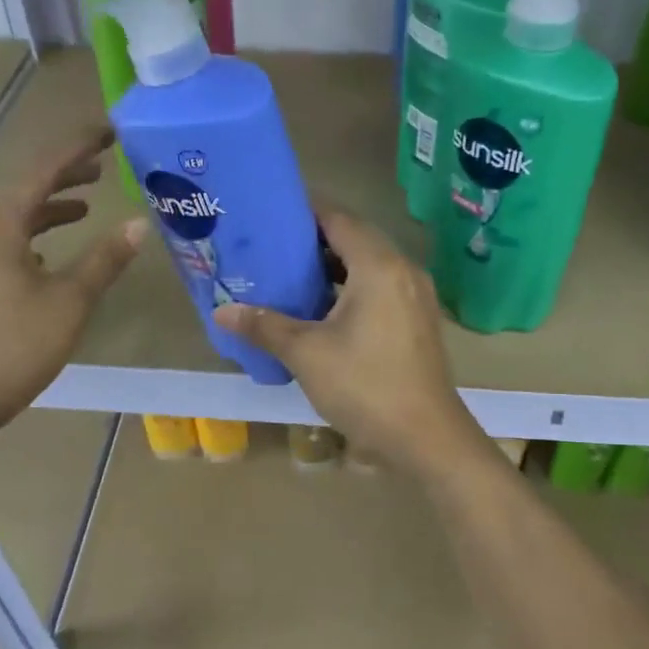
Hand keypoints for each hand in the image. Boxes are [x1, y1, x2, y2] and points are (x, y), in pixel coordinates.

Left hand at [0, 128, 145, 432]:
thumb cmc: (10, 348)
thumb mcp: (69, 303)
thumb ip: (105, 260)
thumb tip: (139, 224)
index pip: (44, 170)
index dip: (78, 148)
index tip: (109, 131)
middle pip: (25, 190)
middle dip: (64, 176)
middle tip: (102, 166)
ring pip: (12, 219)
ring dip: (49, 208)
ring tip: (84, 207)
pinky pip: (2, 243)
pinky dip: (32, 237)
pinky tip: (48, 258)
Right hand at [215, 201, 484, 475]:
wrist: (426, 438)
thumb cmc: (365, 386)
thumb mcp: (307, 354)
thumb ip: (265, 326)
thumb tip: (221, 312)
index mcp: (378, 266)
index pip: (339, 219)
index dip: (305, 211)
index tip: (271, 212)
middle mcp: (402, 270)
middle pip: (355, 237)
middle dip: (315, 239)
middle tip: (272, 244)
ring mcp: (415, 295)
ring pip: (369, 264)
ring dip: (334, 265)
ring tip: (291, 273)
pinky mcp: (418, 319)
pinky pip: (381, 286)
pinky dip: (352, 286)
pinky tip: (323, 307)